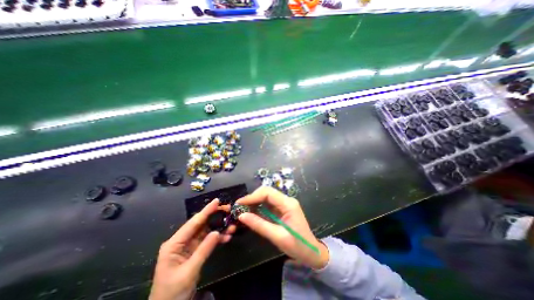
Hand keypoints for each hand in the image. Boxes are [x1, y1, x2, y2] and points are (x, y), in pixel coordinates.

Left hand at [149, 199, 234, 299]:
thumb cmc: (172, 292)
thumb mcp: (189, 271)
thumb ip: (203, 250)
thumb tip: (217, 232)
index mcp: (174, 243)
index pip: (193, 223)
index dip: (206, 211)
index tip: (217, 201)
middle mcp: (182, 240)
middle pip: (201, 224)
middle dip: (215, 217)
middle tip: (229, 210)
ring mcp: (189, 245)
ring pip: (207, 231)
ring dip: (219, 228)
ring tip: (232, 225)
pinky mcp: (195, 251)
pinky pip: (208, 241)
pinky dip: (218, 238)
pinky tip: (227, 236)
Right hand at [238, 187, 329, 268]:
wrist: (311, 252)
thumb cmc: (297, 246)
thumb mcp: (277, 237)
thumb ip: (259, 225)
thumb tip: (241, 216)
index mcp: (288, 204)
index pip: (268, 193)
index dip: (252, 196)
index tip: (239, 203)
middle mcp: (286, 200)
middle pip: (267, 192)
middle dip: (252, 198)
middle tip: (239, 207)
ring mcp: (285, 204)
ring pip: (266, 197)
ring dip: (254, 202)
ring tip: (243, 210)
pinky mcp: (282, 208)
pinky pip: (268, 204)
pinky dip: (259, 207)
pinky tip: (252, 213)